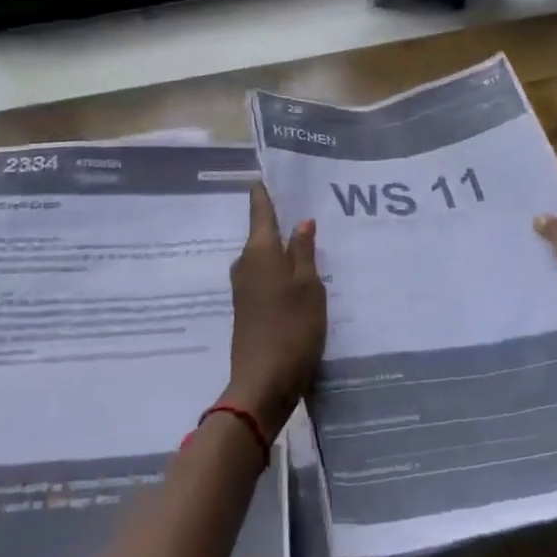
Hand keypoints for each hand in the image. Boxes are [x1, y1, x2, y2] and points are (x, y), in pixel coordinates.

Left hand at [225, 184, 326, 440]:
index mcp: (259, 250)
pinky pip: (267, 278)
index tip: (269, 172)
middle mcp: (246, 264)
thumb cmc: (291, 327)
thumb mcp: (309, 285)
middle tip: (308, 207)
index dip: (265, 191)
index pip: (260, 209)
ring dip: (284, 249)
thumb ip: (304, 251)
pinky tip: (302, 277)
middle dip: (281, 221)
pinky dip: (282, 272)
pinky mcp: (248, 310)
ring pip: (266, 257)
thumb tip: (301, 222)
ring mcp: (244, 288)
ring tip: (312, 241)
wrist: (263, 384)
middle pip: (263, 233)